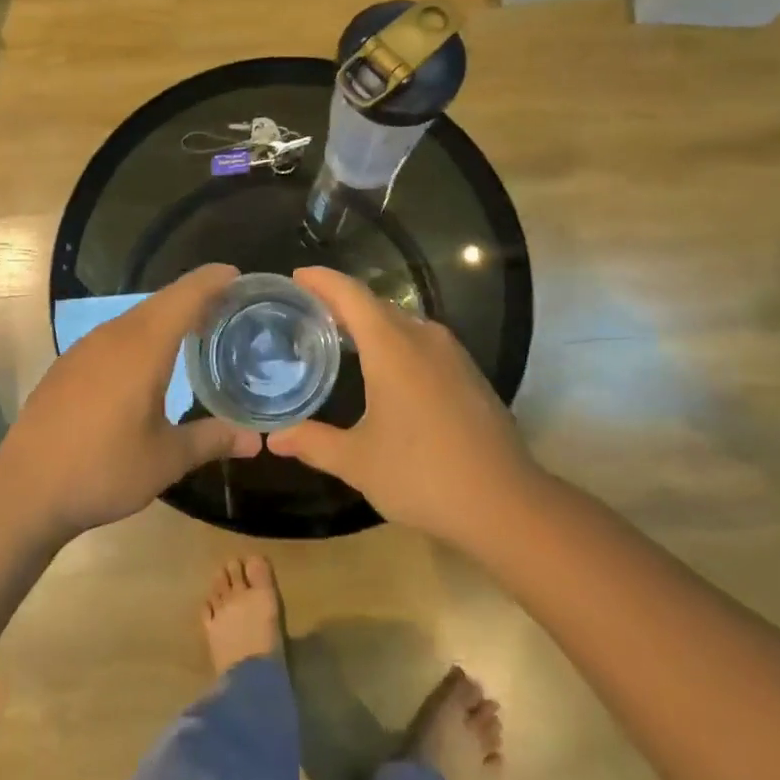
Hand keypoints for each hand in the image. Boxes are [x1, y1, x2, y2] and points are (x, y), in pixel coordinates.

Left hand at [0, 264, 260, 540]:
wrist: (24, 492)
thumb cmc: (103, 470)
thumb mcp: (166, 460)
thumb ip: (212, 441)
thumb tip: (256, 441)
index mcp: (143, 347)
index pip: (184, 297)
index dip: (212, 281)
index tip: (237, 275)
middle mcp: (114, 336)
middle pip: (161, 302)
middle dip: (194, 297)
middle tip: (227, 306)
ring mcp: (85, 348)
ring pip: (135, 318)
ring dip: (166, 317)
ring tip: (194, 330)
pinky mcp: (68, 365)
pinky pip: (114, 335)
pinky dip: (140, 335)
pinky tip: (145, 361)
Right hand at [266, 266, 540, 546]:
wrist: (506, 504)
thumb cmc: (423, 474)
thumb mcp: (359, 462)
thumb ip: (313, 443)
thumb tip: (274, 438)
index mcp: (393, 347)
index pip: (351, 294)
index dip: (322, 280)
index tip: (297, 275)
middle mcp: (423, 338)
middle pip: (376, 304)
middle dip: (341, 301)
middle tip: (307, 310)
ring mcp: (452, 354)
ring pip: (402, 321)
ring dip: (370, 322)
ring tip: (339, 335)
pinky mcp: (468, 373)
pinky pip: (421, 340)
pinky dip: (394, 340)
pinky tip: (383, 367)